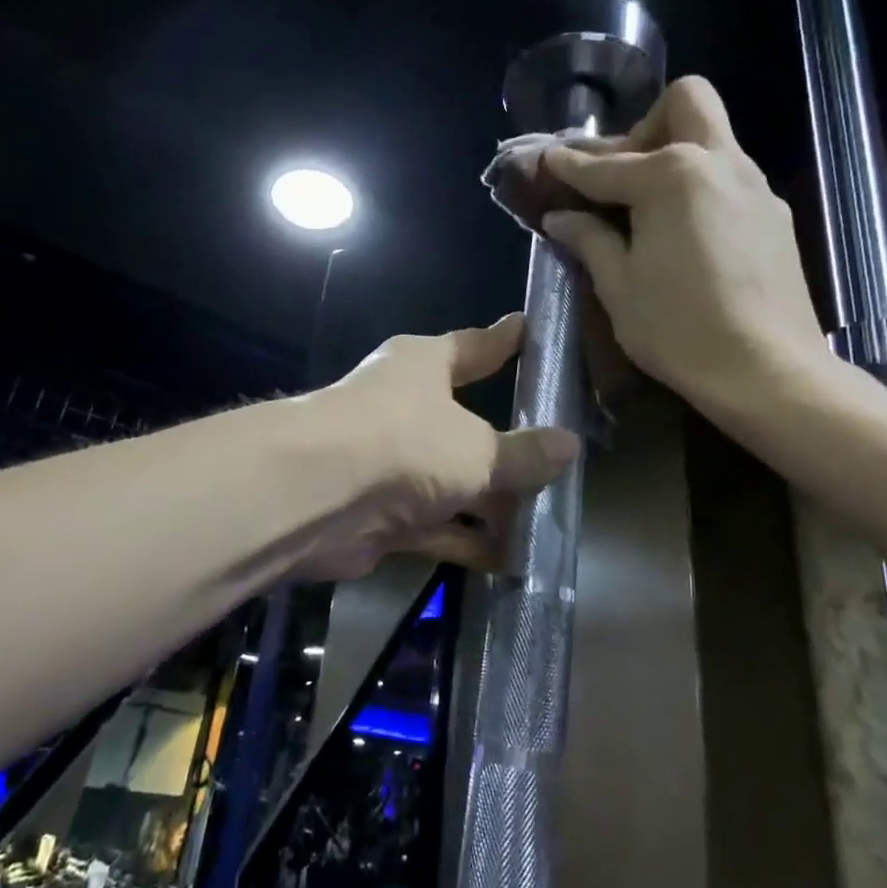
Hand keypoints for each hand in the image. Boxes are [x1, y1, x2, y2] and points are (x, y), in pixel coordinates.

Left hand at [302, 315, 577, 578]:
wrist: (317, 497)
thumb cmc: (405, 441)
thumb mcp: (477, 447)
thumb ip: (523, 453)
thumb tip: (569, 444)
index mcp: (422, 366)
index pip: (473, 347)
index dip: (503, 342)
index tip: (529, 328)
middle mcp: (405, 408)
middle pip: (467, 423)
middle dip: (509, 445)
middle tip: (559, 454)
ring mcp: (392, 463)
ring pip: (455, 480)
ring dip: (493, 502)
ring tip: (547, 517)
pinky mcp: (383, 514)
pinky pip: (439, 526)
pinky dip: (469, 540)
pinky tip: (511, 558)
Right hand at [537, 77, 829, 410]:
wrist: (767, 371)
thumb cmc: (678, 329)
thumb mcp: (619, 286)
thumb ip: (589, 239)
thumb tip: (561, 217)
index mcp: (671, 176)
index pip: (605, 164)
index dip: (569, 165)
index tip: (546, 161)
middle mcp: (718, 164)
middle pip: (685, 102)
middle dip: (643, 125)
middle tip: (619, 174)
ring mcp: (754, 186)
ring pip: (712, 138)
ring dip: (673, 154)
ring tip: (644, 208)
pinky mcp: (774, 215)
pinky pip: (728, 177)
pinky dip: (698, 187)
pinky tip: (683, 234)